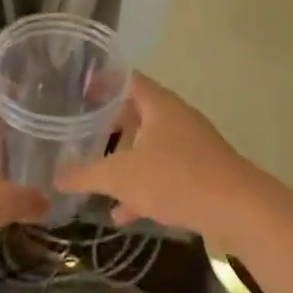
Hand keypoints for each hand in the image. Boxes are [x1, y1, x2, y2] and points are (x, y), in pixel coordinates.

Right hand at [54, 73, 256, 236]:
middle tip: (79, 131)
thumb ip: (86, 174)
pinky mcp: (200, 172)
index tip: (78, 87)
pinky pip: (163, 172)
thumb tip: (56, 175)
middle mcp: (176, 118)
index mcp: (159, 105)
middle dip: (109, 124)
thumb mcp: (122, 176)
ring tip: (95, 174)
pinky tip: (122, 213)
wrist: (237, 209)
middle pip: (137, 112)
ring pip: (149, 146)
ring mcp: (191, 145)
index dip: (102, 80)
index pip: (127, 79)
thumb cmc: (176, 178)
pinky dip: (142, 187)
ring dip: (124, 159)